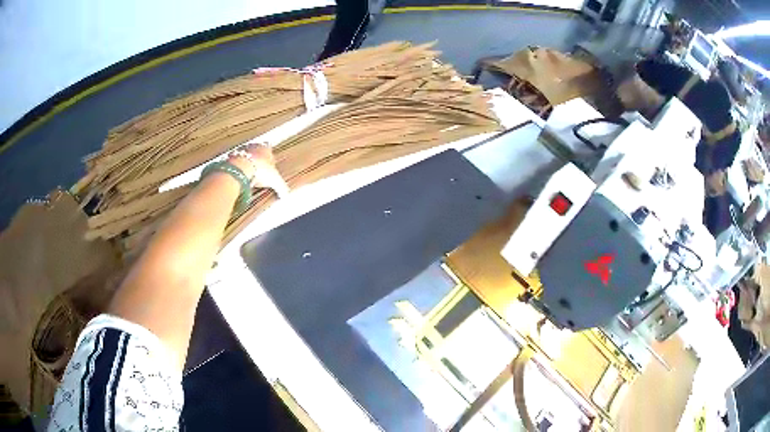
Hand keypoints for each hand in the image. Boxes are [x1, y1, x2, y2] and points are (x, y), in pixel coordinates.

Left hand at [229, 143, 289, 196]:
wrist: (239, 169)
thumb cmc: (259, 171)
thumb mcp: (274, 181)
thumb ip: (281, 187)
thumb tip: (286, 194)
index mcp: (265, 148)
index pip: (269, 149)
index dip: (269, 158)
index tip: (269, 166)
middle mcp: (253, 146)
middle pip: (256, 151)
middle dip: (256, 160)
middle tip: (258, 171)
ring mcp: (240, 150)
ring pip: (244, 155)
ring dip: (245, 163)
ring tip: (247, 175)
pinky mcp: (229, 156)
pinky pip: (233, 162)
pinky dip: (235, 168)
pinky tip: (237, 177)